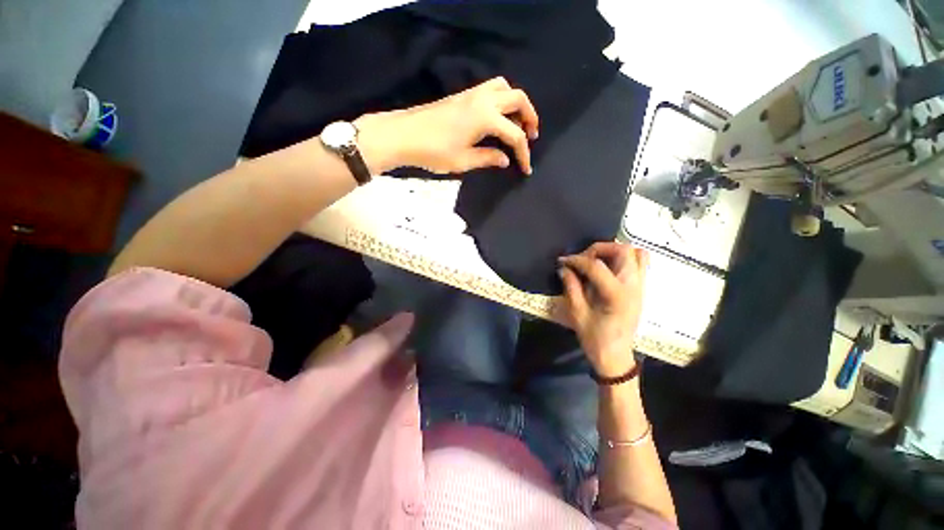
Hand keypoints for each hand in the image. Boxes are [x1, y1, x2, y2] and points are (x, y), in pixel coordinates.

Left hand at [354, 77, 538, 174]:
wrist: (405, 134)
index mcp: (487, 118)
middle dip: (530, 117)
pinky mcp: (463, 95)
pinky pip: (492, 88)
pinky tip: (497, 117)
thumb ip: (488, 158)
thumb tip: (505, 159)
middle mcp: (484, 99)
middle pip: (518, 99)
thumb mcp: (464, 160)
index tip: (526, 168)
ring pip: (505, 88)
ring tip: (516, 123)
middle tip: (531, 136)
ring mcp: (472, 93)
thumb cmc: (435, 151)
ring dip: (517, 103)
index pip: (515, 135)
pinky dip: (502, 99)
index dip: (524, 153)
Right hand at [558, 243, 649, 378]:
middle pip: (623, 251)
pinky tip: (609, 268)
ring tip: (597, 260)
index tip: (563, 261)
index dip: (577, 259)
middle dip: (599, 249)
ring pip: (637, 254)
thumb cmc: (594, 338)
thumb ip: (571, 287)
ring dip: (615, 251)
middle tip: (583, 258)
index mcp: (616, 295)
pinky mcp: (641, 290)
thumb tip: (564, 268)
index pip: (596, 266)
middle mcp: (633, 287)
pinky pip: (641, 264)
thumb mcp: (577, 313)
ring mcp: (641, 287)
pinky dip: (625, 258)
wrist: (615, 357)